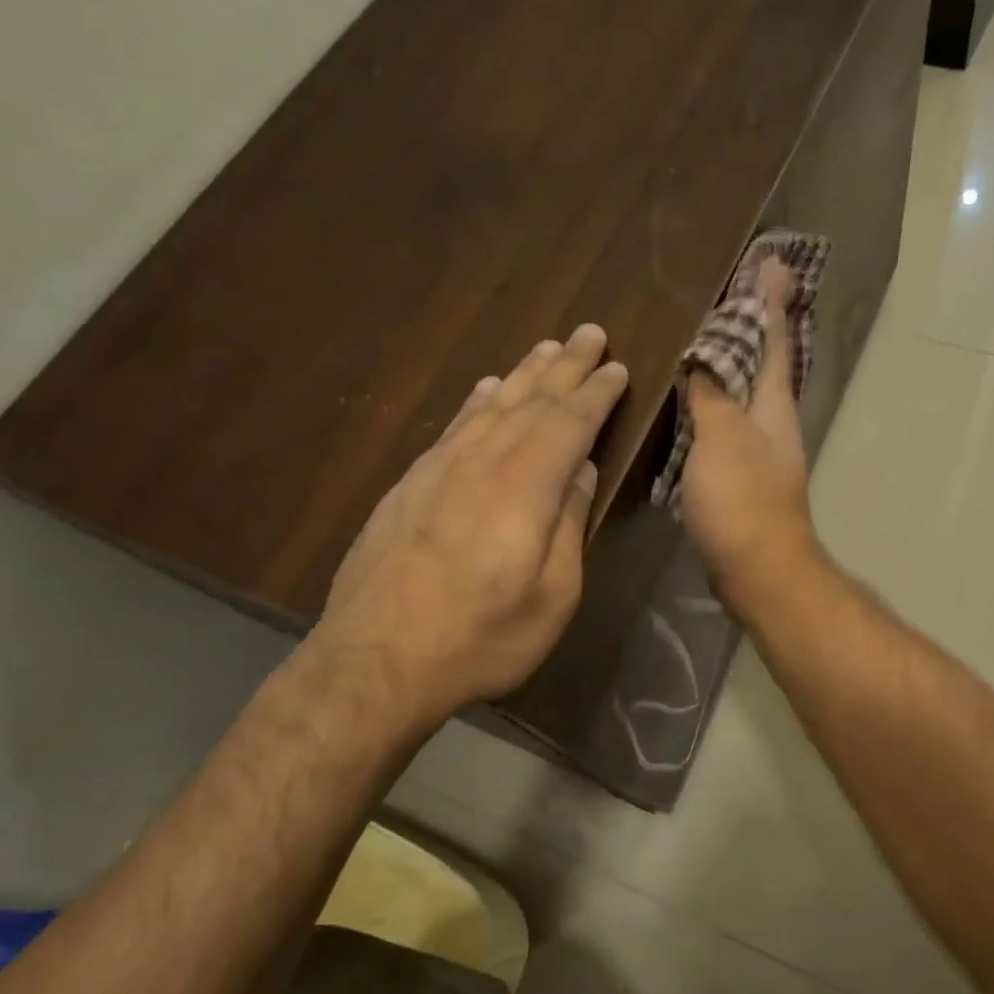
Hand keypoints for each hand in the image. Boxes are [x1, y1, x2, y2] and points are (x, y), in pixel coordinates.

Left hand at [308, 324, 627, 726]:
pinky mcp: (410, 486)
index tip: (617, 366)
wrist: (376, 661)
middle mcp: (482, 463)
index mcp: (525, 487)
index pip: (569, 422)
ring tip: (544, 348)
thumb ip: (568, 524)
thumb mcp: (552, 595)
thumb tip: (580, 469)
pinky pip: (454, 426)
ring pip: (490, 406)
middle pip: (530, 400)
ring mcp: (439, 470)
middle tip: (589, 333)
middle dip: (564, 365)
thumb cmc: (481, 637)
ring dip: (522, 374)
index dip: (596, 392)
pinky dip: (477, 402)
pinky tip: (485, 390)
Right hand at [680, 262, 819, 613]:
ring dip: (727, 366)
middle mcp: (772, 423)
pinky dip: (710, 406)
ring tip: (699, 340)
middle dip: (750, 328)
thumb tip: (704, 357)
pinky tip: (687, 404)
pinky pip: (724, 428)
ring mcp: (757, 452)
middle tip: (731, 292)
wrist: (756, 570)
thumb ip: (713, 393)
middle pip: (762, 365)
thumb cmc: (742, 498)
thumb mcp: (723, 436)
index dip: (770, 302)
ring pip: (742, 396)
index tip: (771, 263)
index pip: (774, 340)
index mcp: (774, 405)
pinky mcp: (739, 479)